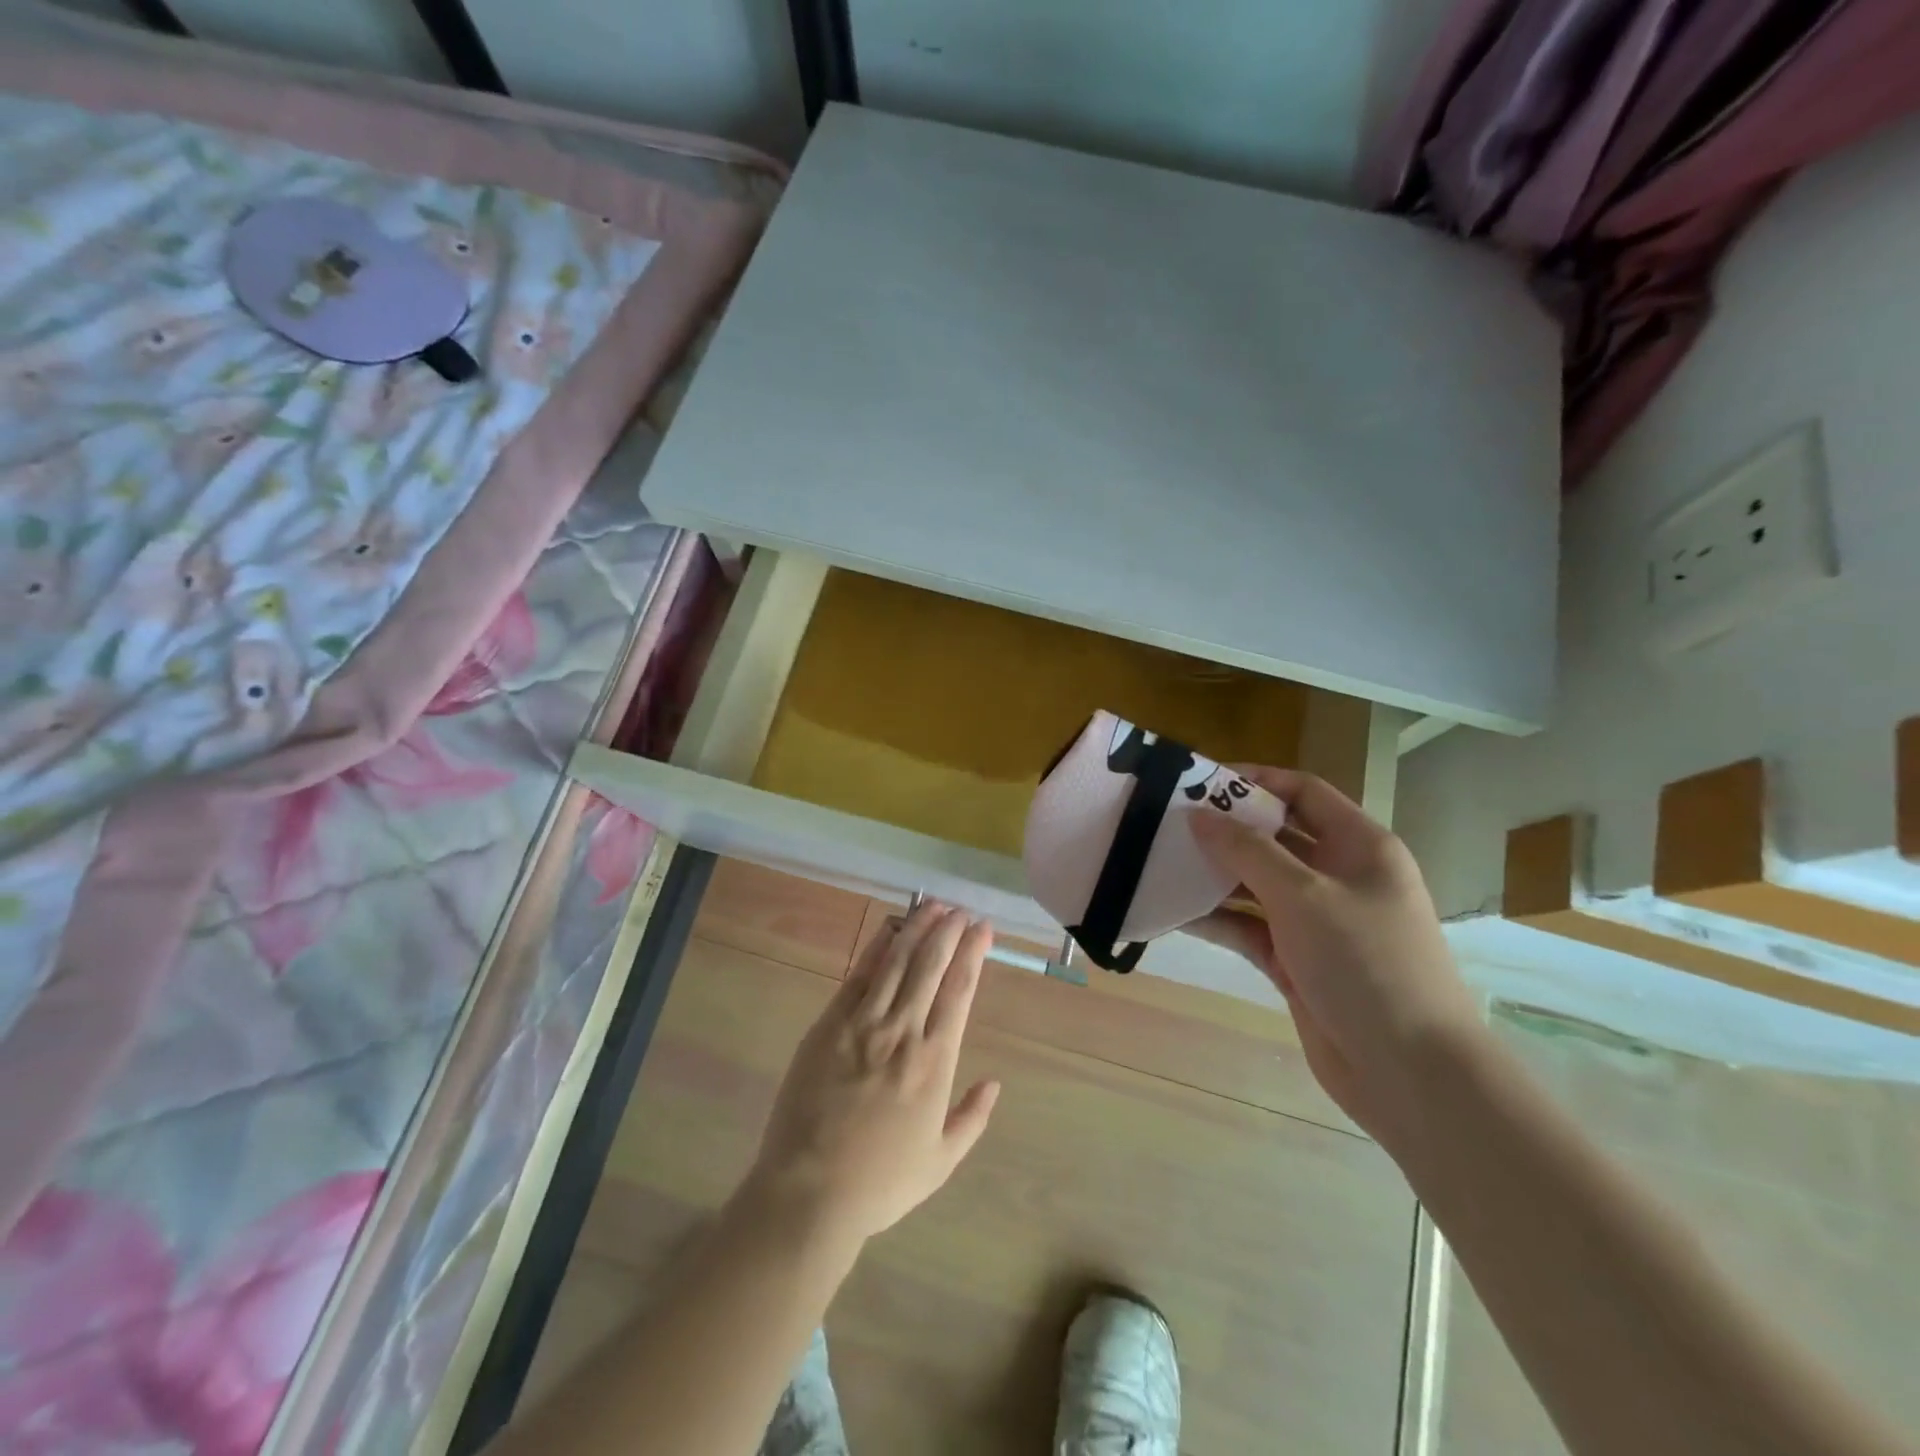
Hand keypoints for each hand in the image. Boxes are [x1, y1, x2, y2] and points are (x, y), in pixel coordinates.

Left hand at [737, 903, 1001, 1248]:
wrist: (809, 1190)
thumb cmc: (880, 1182)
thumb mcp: (940, 1162)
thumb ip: (972, 1118)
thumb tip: (995, 1082)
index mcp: (935, 1061)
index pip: (959, 990)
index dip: (972, 954)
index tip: (982, 928)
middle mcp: (903, 1031)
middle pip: (930, 965)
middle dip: (948, 931)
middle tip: (960, 909)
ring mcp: (863, 1024)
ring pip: (896, 961)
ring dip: (917, 928)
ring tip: (932, 905)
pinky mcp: (829, 1024)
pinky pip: (858, 976)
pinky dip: (876, 948)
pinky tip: (889, 930)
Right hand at [1189, 768, 1485, 1143]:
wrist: (1408, 1071)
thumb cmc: (1365, 963)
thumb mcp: (1303, 895)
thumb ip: (1247, 850)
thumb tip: (1199, 815)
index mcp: (1359, 846)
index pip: (1303, 792)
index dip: (1255, 780)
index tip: (1200, 782)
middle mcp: (1339, 876)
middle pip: (1275, 836)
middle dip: (1225, 829)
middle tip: (1168, 821)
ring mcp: (1317, 921)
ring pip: (1257, 883)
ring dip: (1214, 874)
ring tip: (1161, 862)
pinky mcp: (1296, 960)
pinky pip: (1249, 926)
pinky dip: (1217, 919)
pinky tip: (1174, 912)